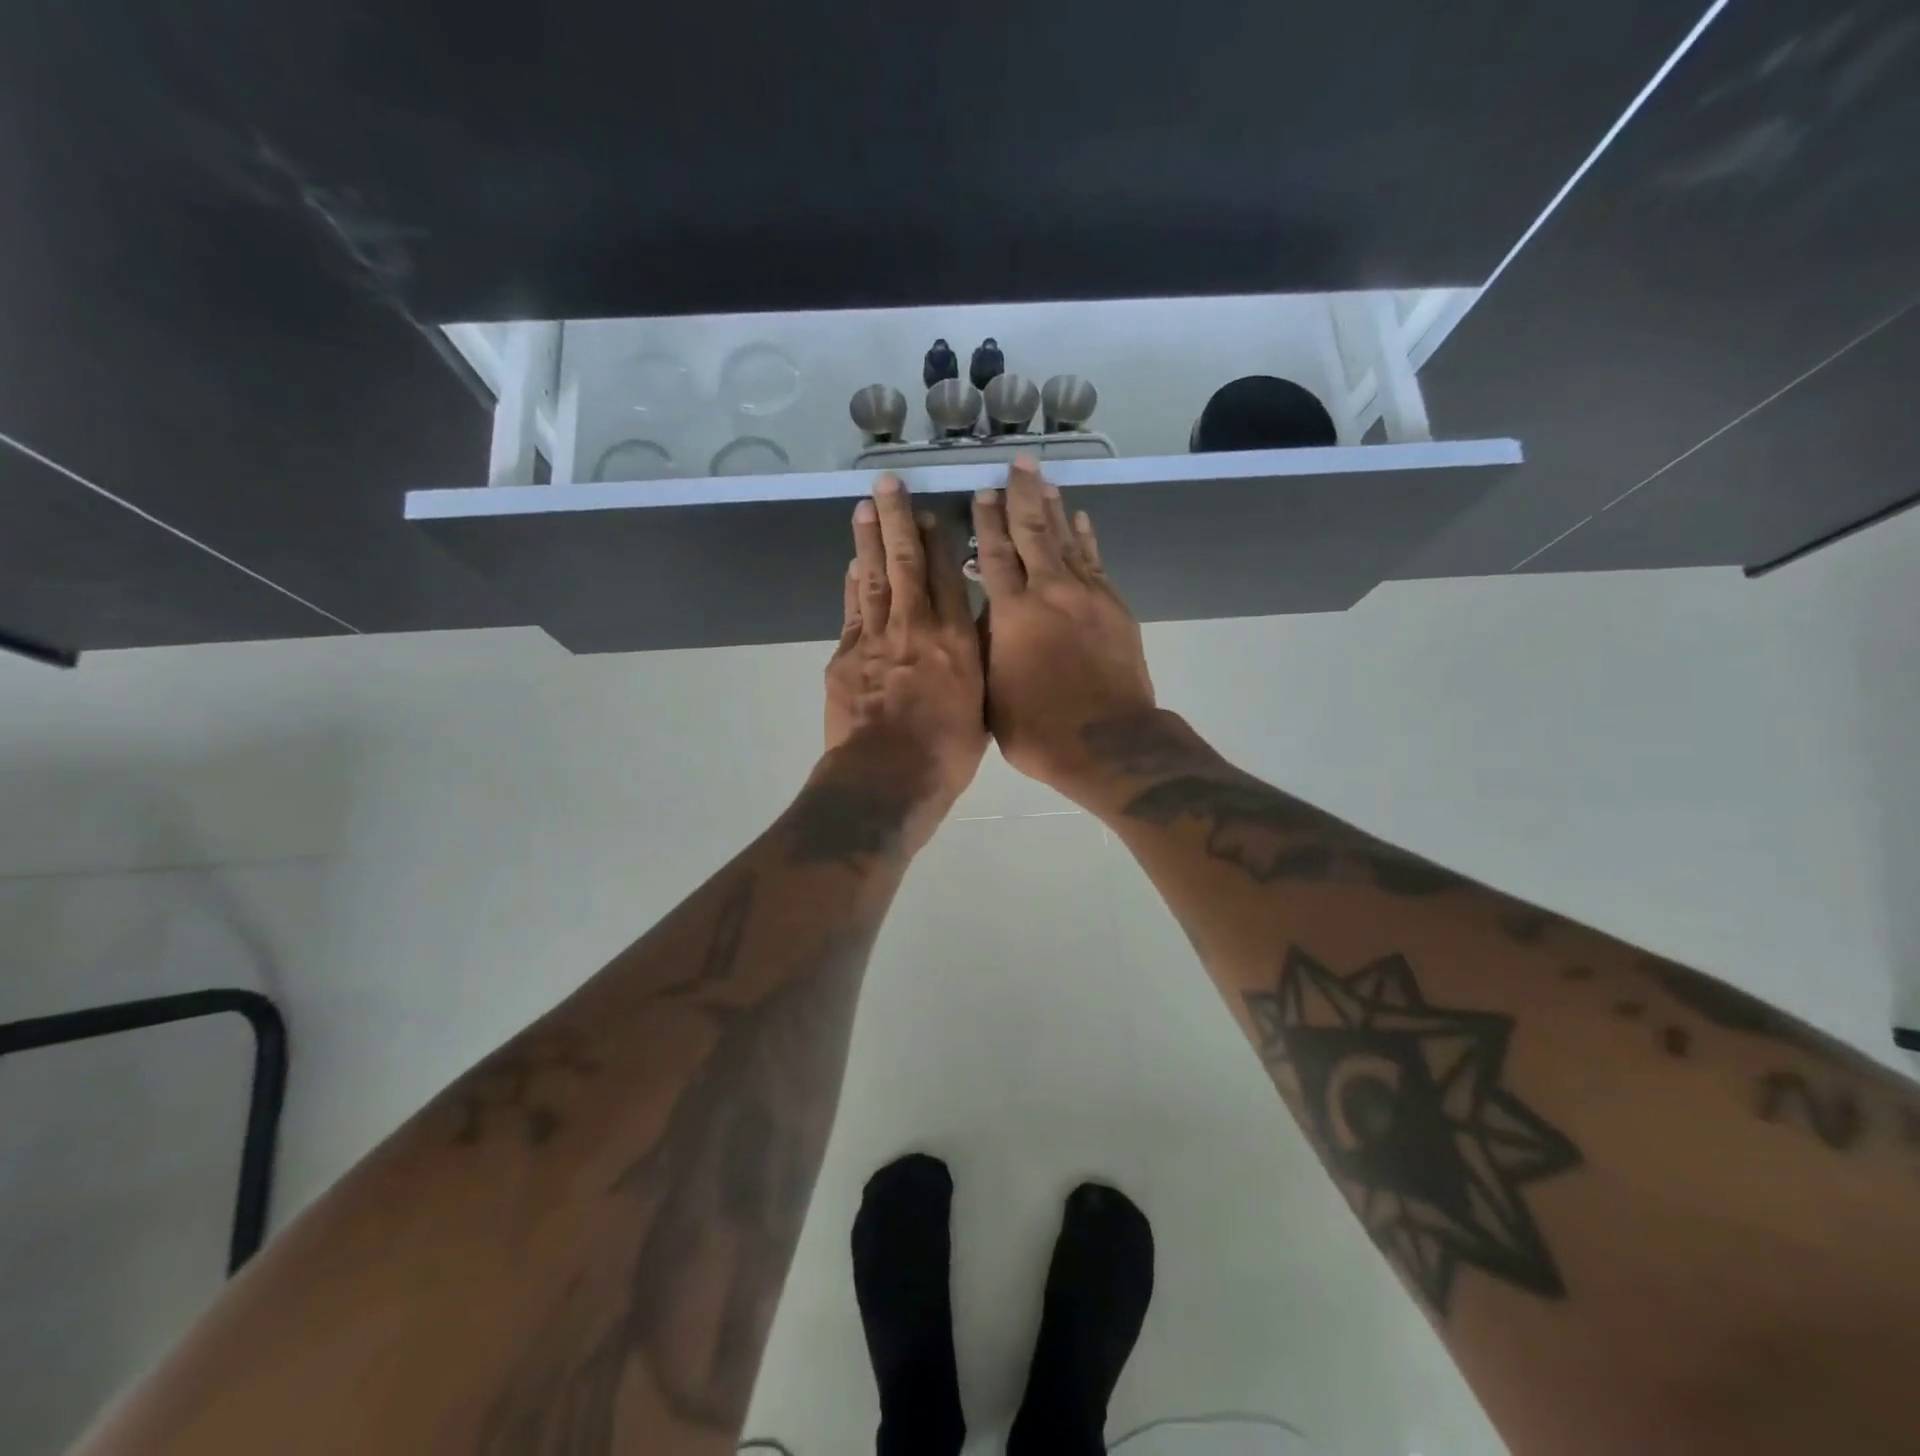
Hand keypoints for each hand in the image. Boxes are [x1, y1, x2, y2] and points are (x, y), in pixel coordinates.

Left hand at [824, 476, 987, 831]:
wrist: (888, 780)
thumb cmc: (945, 754)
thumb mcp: (980, 708)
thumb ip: (975, 666)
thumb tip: (973, 638)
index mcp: (956, 642)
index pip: (948, 577)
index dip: (940, 540)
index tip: (935, 511)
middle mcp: (916, 628)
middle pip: (906, 564)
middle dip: (899, 521)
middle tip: (889, 485)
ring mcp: (875, 639)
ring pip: (872, 578)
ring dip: (869, 540)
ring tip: (866, 508)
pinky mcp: (846, 657)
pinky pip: (852, 610)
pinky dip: (853, 585)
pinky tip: (853, 566)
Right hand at [972, 458, 1155, 795]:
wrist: (1108, 742)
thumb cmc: (1039, 728)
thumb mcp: (991, 693)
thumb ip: (986, 648)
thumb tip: (986, 617)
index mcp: (1013, 613)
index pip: (995, 554)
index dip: (986, 522)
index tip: (981, 494)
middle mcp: (1049, 592)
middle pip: (1032, 532)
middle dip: (1021, 496)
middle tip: (1016, 465)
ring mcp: (1086, 596)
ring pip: (1066, 539)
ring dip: (1054, 507)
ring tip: (1044, 480)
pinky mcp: (1113, 607)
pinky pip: (1095, 561)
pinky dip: (1085, 538)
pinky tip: (1080, 520)